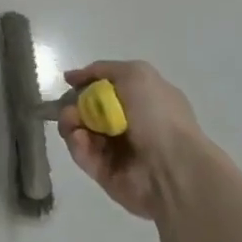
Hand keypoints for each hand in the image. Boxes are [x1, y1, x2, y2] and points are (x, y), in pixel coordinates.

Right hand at [58, 60, 221, 220]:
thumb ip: (102, 69)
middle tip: (69, 105)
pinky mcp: (104, 172)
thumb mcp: (136, 74)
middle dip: (74, 102)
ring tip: (72, 121)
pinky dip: (76, 143)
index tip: (70, 82)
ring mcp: (116, 150)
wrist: (172, 167)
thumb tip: (72, 77)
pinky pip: (82, 153)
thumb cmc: (158, 115)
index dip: (87, 82)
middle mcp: (129, 124)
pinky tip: (79, 138)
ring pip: (80, 130)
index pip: (107, 88)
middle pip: (88, 108)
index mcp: (143, 100)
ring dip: (70, 121)